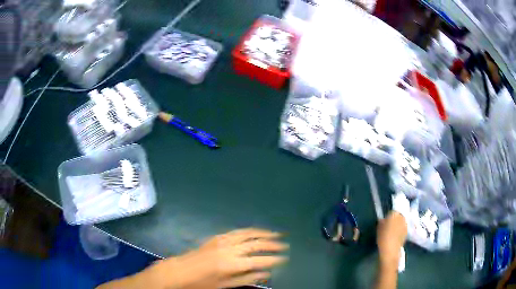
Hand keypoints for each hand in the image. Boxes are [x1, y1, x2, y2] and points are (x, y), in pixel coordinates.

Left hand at [148, 228, 287, 288]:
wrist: (179, 271)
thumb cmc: (202, 283)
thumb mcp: (224, 286)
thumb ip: (246, 279)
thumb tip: (265, 273)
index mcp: (231, 264)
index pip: (259, 260)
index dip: (273, 259)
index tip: (284, 258)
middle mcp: (229, 249)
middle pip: (255, 243)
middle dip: (272, 243)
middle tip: (284, 244)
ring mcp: (222, 240)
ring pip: (247, 233)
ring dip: (262, 232)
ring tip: (275, 233)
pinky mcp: (216, 237)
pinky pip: (236, 231)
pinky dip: (248, 230)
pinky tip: (254, 232)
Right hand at [377, 212, 406, 267]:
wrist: (390, 249)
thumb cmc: (383, 237)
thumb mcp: (379, 228)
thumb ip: (382, 221)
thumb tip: (384, 220)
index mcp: (394, 214)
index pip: (392, 211)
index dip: (388, 216)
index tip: (385, 221)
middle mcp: (402, 217)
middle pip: (398, 215)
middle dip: (394, 219)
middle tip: (389, 225)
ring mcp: (406, 224)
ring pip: (401, 221)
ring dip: (398, 224)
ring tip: (392, 231)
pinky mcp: (407, 231)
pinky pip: (403, 227)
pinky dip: (400, 229)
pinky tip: (396, 236)